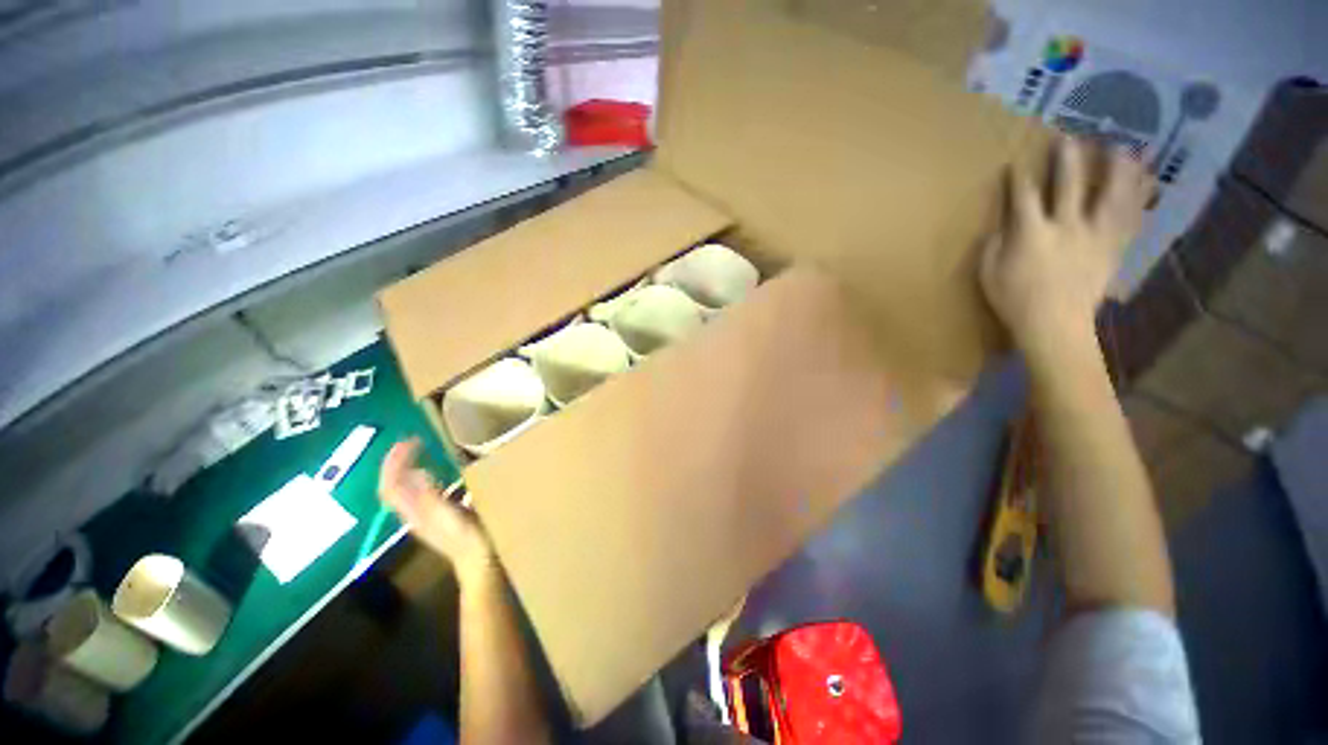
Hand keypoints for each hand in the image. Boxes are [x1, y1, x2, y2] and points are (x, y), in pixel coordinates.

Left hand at [379, 438, 496, 586]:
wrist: (479, 564)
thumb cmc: (471, 540)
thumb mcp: (452, 517)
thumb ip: (432, 497)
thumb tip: (416, 472)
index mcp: (414, 513)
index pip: (390, 485)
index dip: (394, 462)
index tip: (409, 440)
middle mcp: (412, 514)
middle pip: (393, 485)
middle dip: (397, 461)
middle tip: (412, 441)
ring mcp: (422, 517)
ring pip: (403, 489)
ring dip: (406, 468)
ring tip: (418, 451)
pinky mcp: (434, 517)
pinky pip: (417, 493)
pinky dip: (419, 476)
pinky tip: (434, 473)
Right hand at [980, 136, 1153, 360]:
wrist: (1055, 325)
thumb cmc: (1014, 300)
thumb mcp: (989, 274)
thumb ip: (995, 245)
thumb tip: (1003, 224)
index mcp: (1032, 233)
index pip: (1024, 197)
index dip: (1019, 178)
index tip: (1015, 163)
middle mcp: (1067, 226)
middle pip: (1070, 184)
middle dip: (1068, 159)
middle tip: (1070, 137)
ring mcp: (1095, 235)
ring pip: (1112, 193)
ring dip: (1116, 168)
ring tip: (1122, 147)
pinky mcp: (1113, 248)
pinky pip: (1130, 217)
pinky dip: (1138, 197)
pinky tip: (1145, 181)